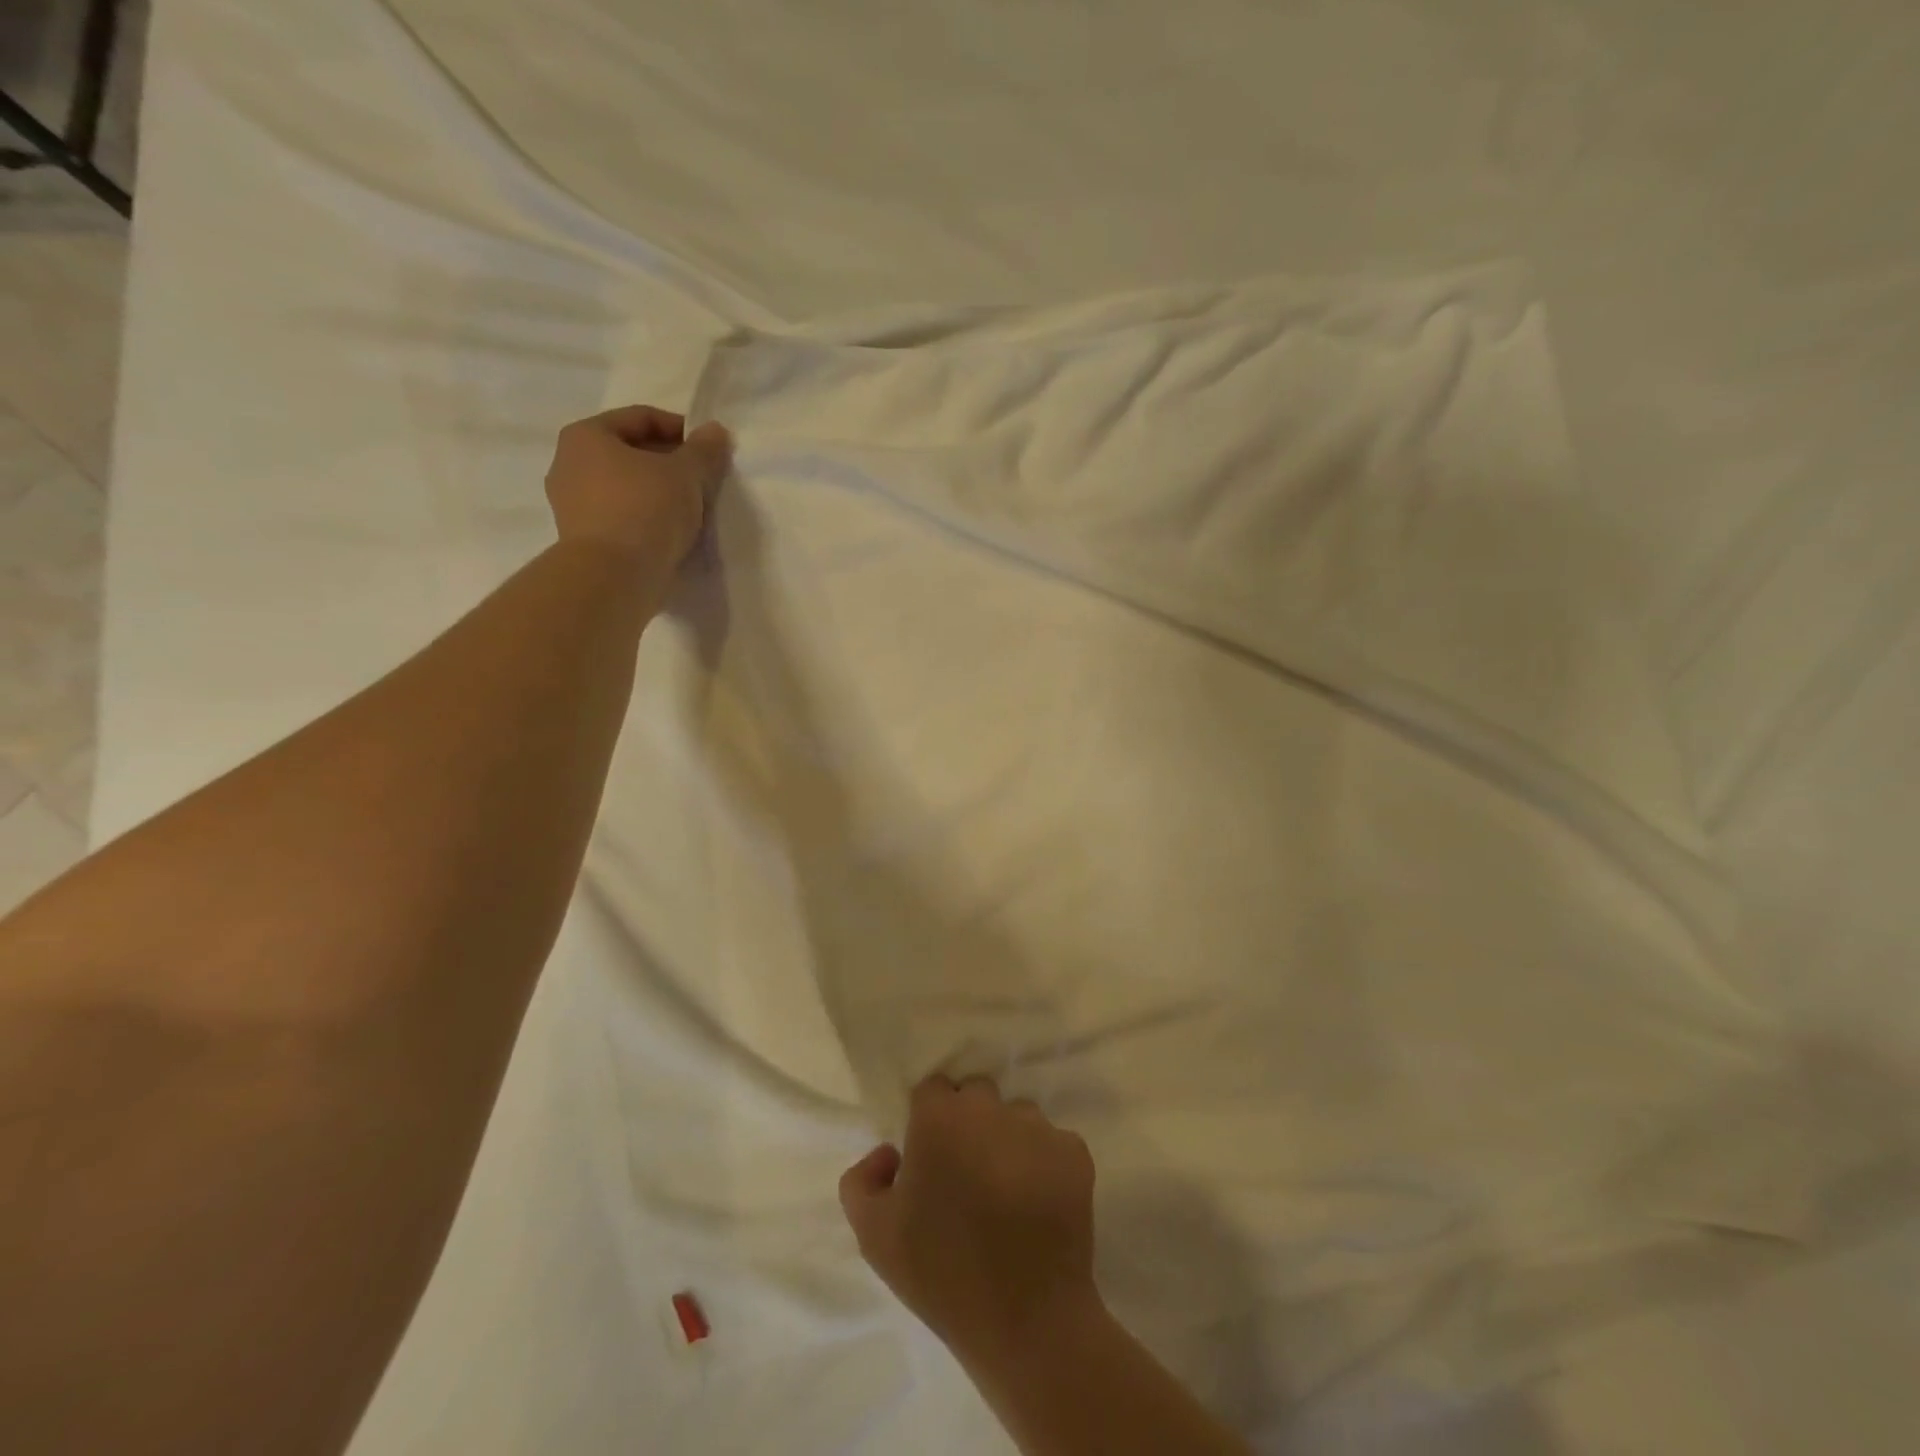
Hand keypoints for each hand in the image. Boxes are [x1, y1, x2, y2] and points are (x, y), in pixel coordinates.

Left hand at [543, 404, 730, 566]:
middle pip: (630, 453)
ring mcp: (571, 505)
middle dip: (668, 462)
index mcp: (586, 435)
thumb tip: (716, 431)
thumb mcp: (685, 474)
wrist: (614, 577)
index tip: (708, 448)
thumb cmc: (646, 509)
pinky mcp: (583, 540)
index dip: (680, 428)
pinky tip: (670, 532)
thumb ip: (703, 450)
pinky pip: (621, 517)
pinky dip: (645, 518)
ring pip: (625, 487)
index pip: (640, 418)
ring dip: (657, 493)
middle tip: (702, 479)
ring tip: (690, 508)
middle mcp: (569, 464)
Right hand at [840, 1076, 1101, 1367]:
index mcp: (940, 1117)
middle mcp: (989, 1108)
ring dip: (1007, 1140)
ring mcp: (1037, 1127)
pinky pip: (1052, 1143)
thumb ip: (863, 1180)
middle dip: (968, 1122)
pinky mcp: (1074, 1152)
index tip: (930, 1156)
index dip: (929, 1119)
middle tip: (965, 1174)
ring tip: (1004, 1192)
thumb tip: (890, 1153)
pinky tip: (1036, 1204)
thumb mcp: (874, 1236)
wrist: (1027, 1322)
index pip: (932, 1090)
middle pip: (976, 1095)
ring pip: (1016, 1116)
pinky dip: (1044, 1164)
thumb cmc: (942, 1275)